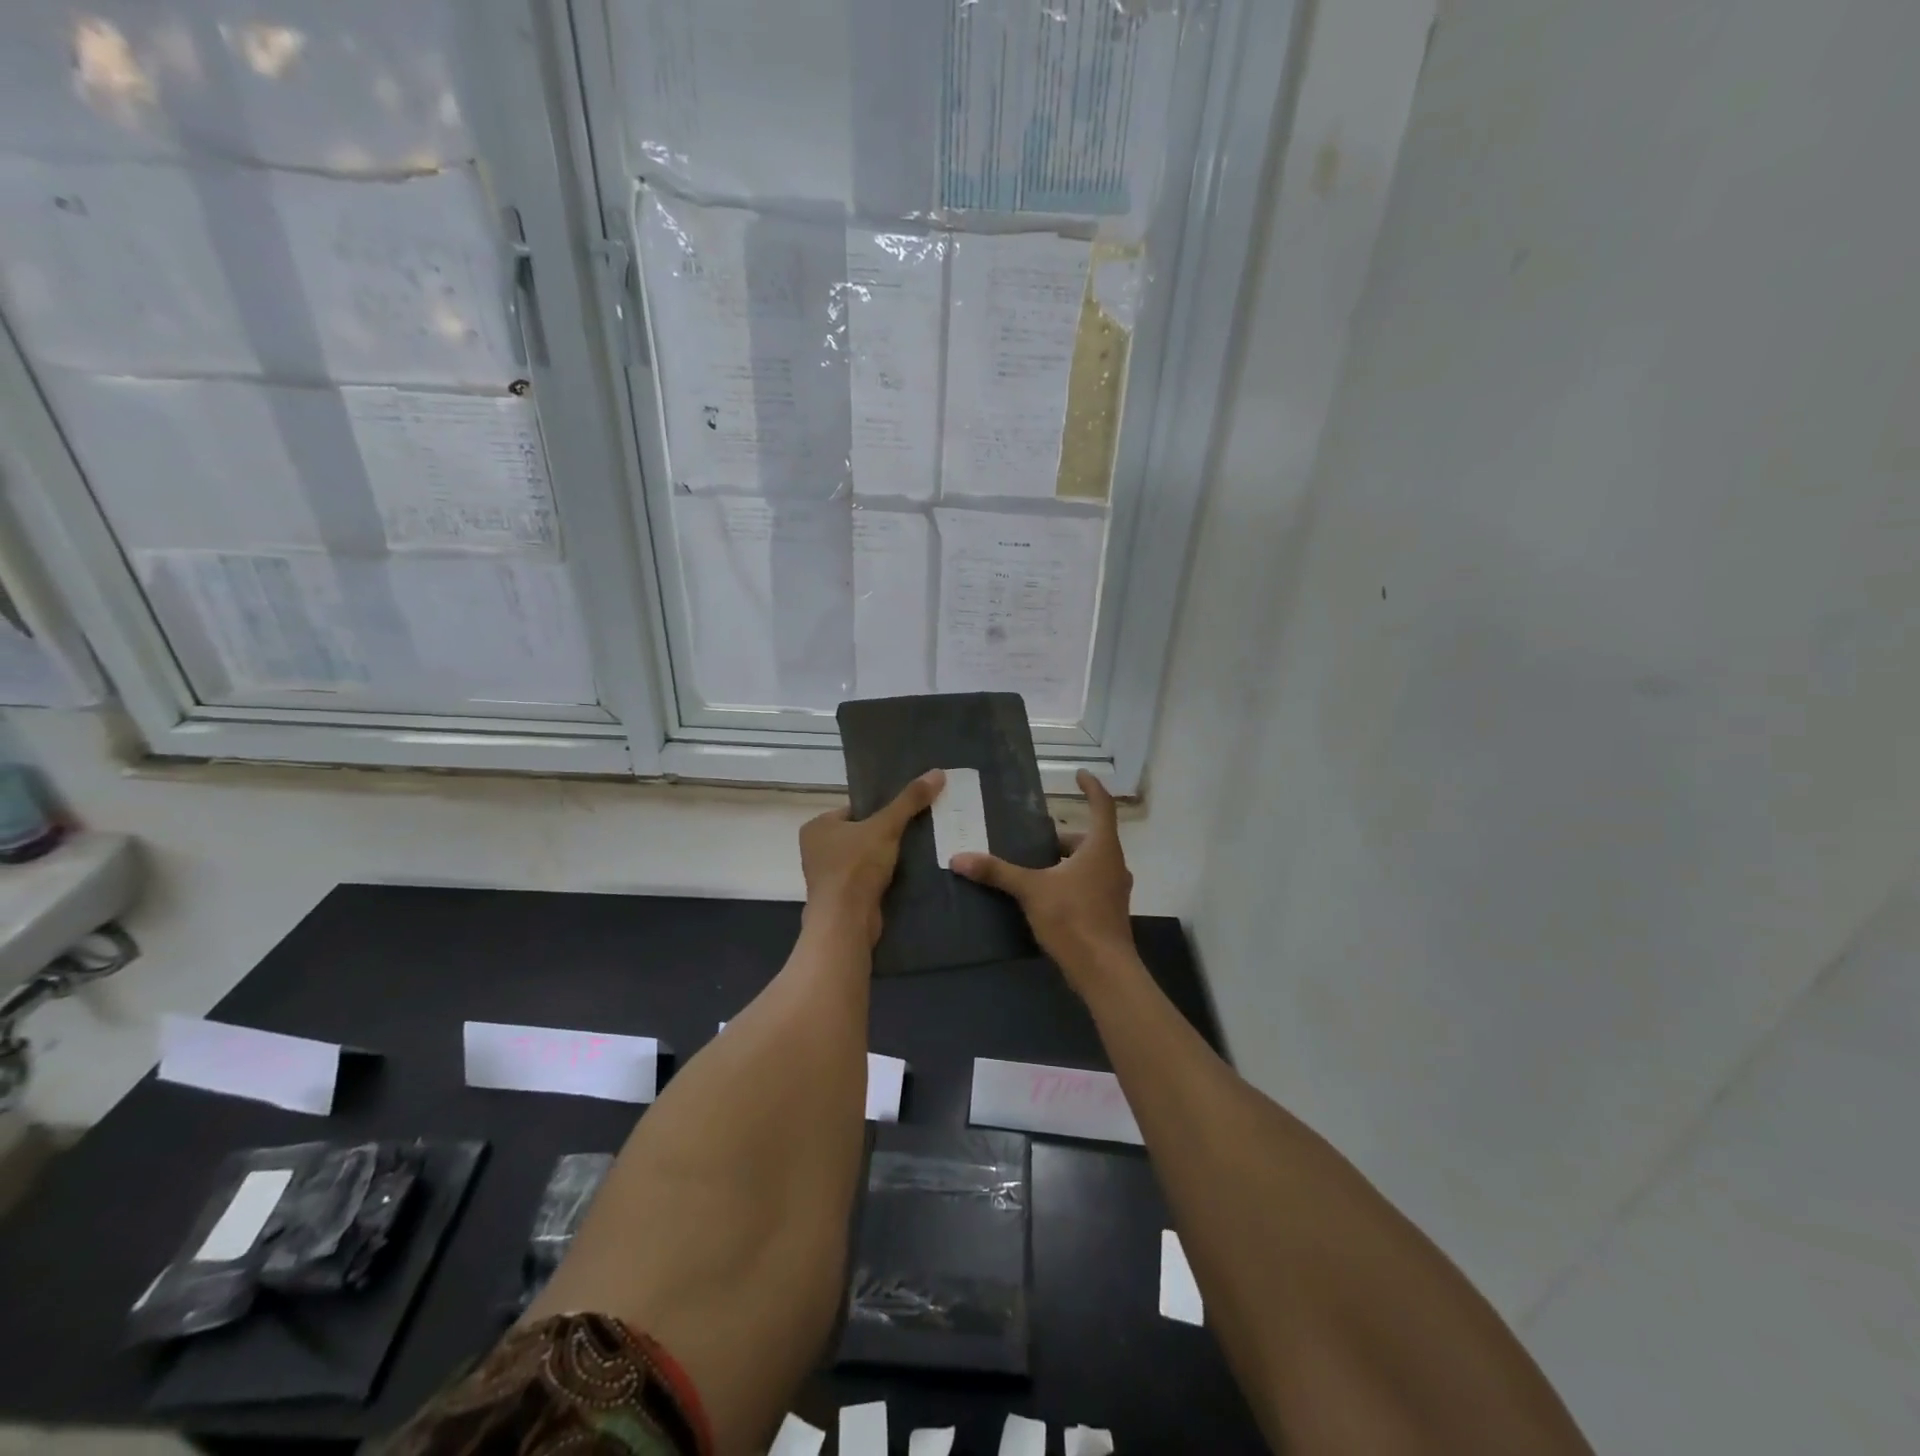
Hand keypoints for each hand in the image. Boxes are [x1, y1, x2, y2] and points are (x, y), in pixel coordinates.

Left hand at [799, 770, 943, 945]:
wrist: (846, 922)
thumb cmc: (857, 867)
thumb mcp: (886, 827)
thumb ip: (909, 800)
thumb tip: (937, 772)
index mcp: (817, 826)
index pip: (854, 809)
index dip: (879, 811)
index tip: (904, 815)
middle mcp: (816, 849)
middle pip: (860, 833)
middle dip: (884, 835)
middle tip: (914, 832)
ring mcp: (826, 876)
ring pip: (863, 858)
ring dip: (884, 858)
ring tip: (914, 852)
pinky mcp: (840, 898)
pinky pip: (865, 879)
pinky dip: (881, 877)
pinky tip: (903, 875)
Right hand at [953, 770, 1135, 992]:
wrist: (1104, 971)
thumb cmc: (1073, 918)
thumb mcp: (1031, 890)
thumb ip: (997, 872)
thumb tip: (959, 857)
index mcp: (1101, 848)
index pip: (1102, 806)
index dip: (1091, 787)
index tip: (1079, 774)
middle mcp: (1113, 864)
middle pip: (1091, 838)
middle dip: (1064, 835)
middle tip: (1037, 835)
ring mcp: (1114, 890)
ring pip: (1090, 864)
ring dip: (1067, 860)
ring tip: (1036, 865)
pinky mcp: (1109, 912)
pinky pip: (1090, 885)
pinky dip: (1071, 881)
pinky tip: (1047, 895)